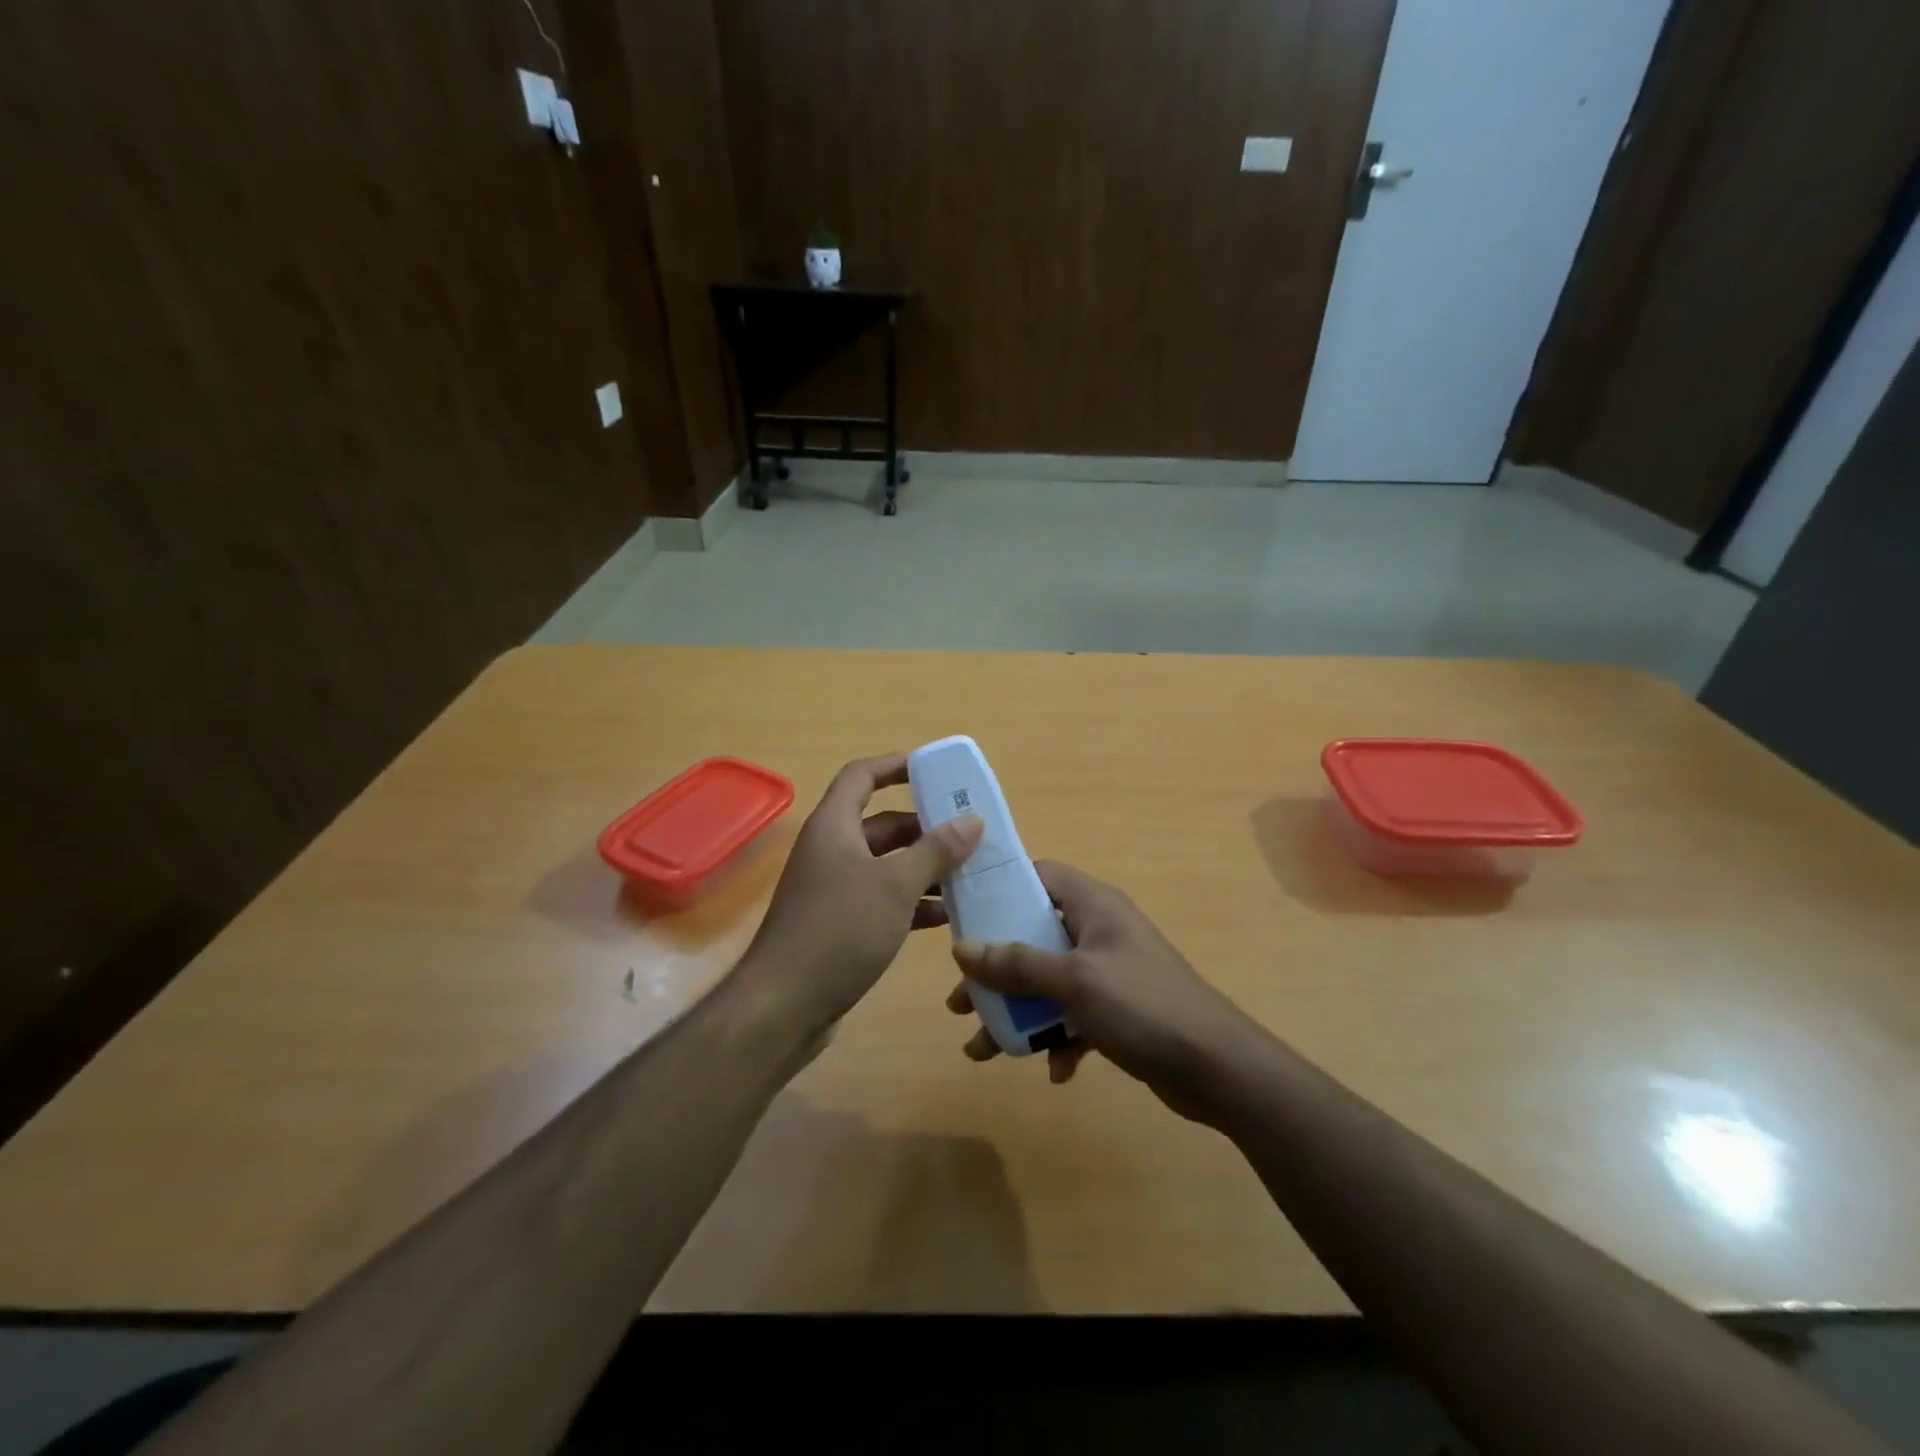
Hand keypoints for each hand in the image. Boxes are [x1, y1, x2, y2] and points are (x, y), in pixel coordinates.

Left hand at [745, 753, 981, 1032]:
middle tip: (968, 832)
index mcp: (834, 827)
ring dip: (923, 868)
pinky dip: (911, 902)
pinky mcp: (840, 925)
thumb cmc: (839, 930)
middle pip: (881, 824)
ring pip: (885, 865)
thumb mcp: (895, 885)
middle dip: (924, 826)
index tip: (933, 769)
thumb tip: (972, 820)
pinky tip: (946, 915)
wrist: (784, 1005)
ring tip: (968, 873)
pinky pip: (882, 900)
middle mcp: (831, 851)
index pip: (861, 777)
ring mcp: (833, 890)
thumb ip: (935, 850)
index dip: (895, 765)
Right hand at [948, 861, 1259, 1122]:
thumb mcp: (1073, 981)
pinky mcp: (1119, 1010)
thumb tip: (961, 948)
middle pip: (1033, 937)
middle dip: (996, 972)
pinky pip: (1074, 1015)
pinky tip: (1056, 1070)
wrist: (1219, 1069)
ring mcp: (1110, 971)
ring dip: (1018, 1014)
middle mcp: (1099, 931)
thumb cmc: (1143, 1007)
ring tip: (983, 1049)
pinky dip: (1058, 1038)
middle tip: (961, 1000)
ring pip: (1048, 983)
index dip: (1000, 889)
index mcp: (1093, 906)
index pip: (1039, 876)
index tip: (963, 915)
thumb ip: (1017, 963)